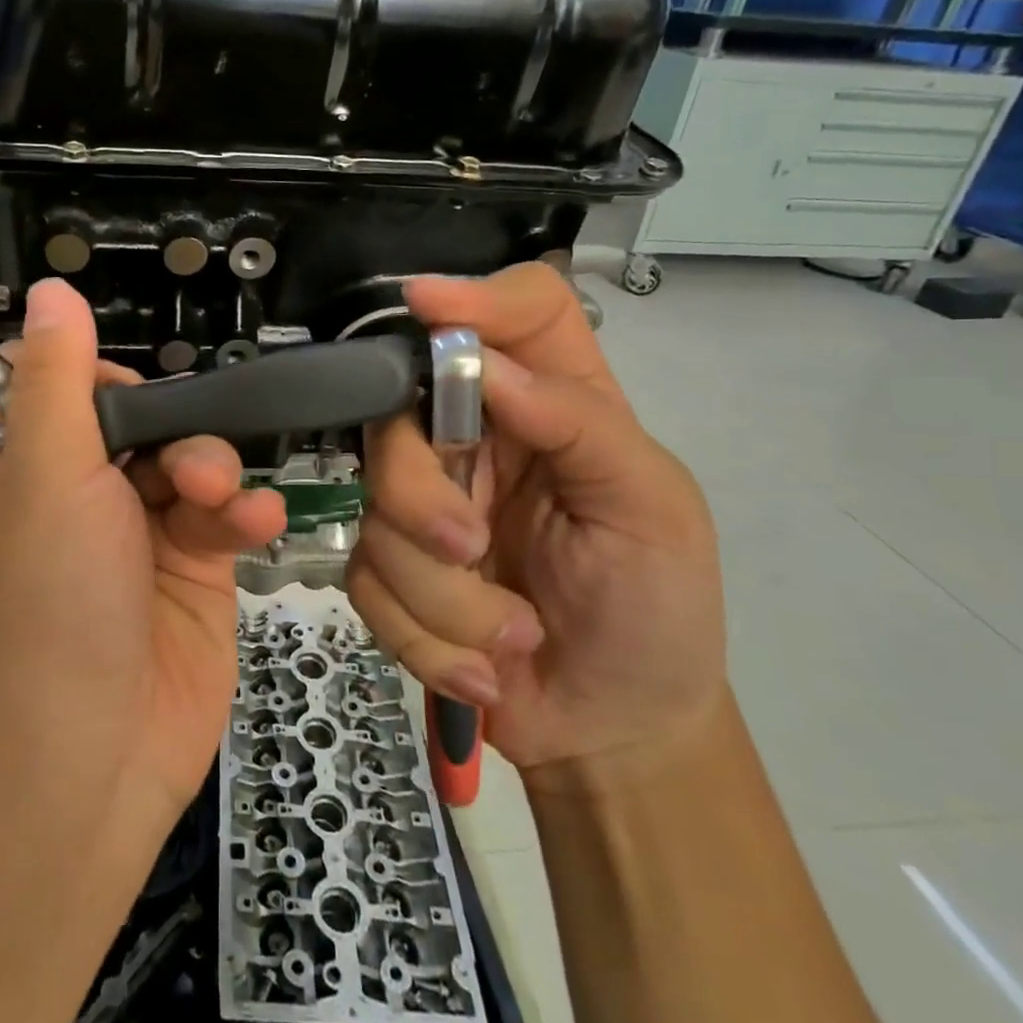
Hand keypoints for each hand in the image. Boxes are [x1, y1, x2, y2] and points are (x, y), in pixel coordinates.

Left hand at [0, 279, 286, 837]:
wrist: (97, 758)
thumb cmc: (52, 605)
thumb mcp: (47, 477)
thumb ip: (57, 378)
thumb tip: (50, 291)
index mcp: (16, 467)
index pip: (46, 385)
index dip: (84, 376)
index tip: (114, 389)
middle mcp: (74, 492)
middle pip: (134, 415)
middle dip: (171, 428)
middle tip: (185, 464)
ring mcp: (137, 530)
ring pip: (189, 458)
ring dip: (213, 469)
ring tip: (217, 505)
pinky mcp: (192, 567)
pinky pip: (224, 513)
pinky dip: (242, 512)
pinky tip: (253, 524)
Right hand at [347, 264, 724, 780]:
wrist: (615, 727)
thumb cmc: (657, 608)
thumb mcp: (651, 511)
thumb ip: (582, 424)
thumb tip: (487, 364)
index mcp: (549, 406)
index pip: (517, 314)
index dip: (470, 295)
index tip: (423, 304)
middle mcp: (474, 441)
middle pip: (397, 414)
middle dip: (421, 495)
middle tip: (474, 550)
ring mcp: (423, 508)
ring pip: (376, 513)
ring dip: (442, 596)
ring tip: (511, 637)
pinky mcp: (392, 573)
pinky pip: (366, 584)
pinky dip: (426, 639)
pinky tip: (482, 668)